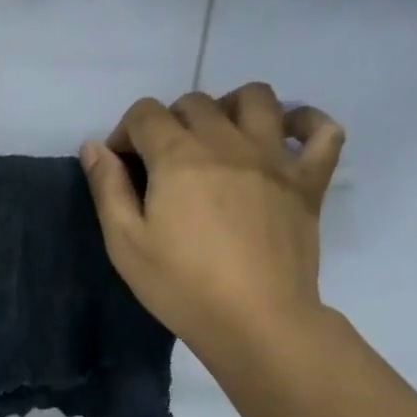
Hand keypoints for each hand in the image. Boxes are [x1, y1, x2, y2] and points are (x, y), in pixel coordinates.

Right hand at [80, 83, 343, 375]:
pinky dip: (305, 122)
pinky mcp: (309, 179)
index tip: (121, 168)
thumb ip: (107, 189)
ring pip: (256, 98)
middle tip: (162, 165)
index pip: (145, 114)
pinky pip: (322, 129)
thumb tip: (94, 147)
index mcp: (178, 156)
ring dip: (230, 107)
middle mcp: (227, 141)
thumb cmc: (180, 285)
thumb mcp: (125, 243)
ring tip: (218, 138)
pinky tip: (285, 139)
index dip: (125, 133)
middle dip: (169, 123)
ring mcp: (275, 156)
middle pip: (195, 102)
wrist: (254, 318)